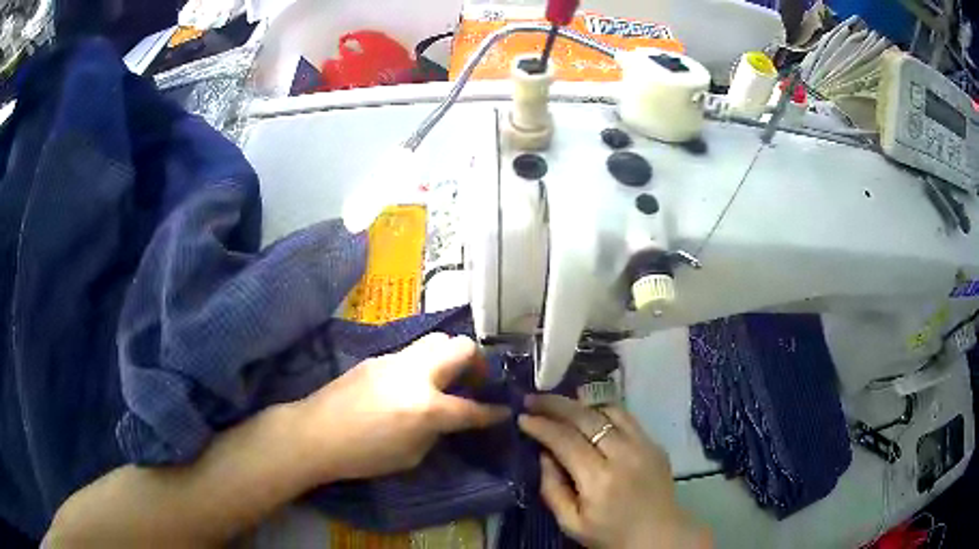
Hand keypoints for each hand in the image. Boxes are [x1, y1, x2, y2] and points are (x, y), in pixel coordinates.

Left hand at [294, 333, 509, 480]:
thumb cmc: (363, 456)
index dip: (493, 413)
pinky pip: (412, 353)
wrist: (315, 433)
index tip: (504, 411)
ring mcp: (394, 360)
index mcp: (427, 407)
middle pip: (461, 347)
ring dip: (450, 357)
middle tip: (475, 382)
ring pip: (436, 341)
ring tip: (446, 379)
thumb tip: (445, 418)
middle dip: (477, 363)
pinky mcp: (377, 358)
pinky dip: (424, 364)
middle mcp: (416, 374)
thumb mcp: (411, 456)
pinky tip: (413, 384)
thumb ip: (435, 431)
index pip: (472, 408)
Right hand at [519, 395, 710, 548]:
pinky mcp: (655, 443)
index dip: (541, 426)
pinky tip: (589, 416)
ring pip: (608, 410)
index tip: (522, 418)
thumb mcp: (570, 522)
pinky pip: (626, 417)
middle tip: (532, 400)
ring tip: (559, 406)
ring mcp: (643, 445)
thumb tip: (544, 454)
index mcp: (599, 480)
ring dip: (580, 405)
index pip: (565, 441)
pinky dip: (603, 411)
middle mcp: (623, 455)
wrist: (658, 535)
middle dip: (555, 404)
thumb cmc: (610, 534)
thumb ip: (552, 488)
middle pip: (585, 417)